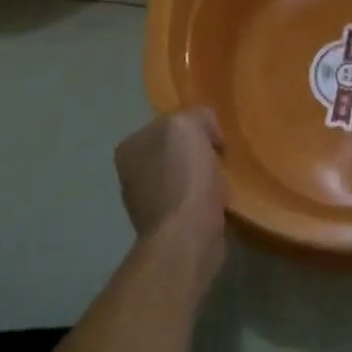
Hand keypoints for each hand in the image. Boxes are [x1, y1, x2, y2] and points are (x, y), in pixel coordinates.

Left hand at [115, 109, 226, 280]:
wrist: (187, 236)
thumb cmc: (184, 176)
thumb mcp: (189, 125)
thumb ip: (195, 115)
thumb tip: (207, 133)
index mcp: (130, 146)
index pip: (167, 123)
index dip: (194, 127)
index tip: (214, 139)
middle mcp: (130, 173)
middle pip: (174, 151)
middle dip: (197, 153)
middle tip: (220, 159)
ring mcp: (145, 202)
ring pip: (182, 177)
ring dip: (201, 179)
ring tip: (221, 184)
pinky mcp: (164, 226)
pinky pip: (189, 201)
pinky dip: (203, 201)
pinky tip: (216, 204)